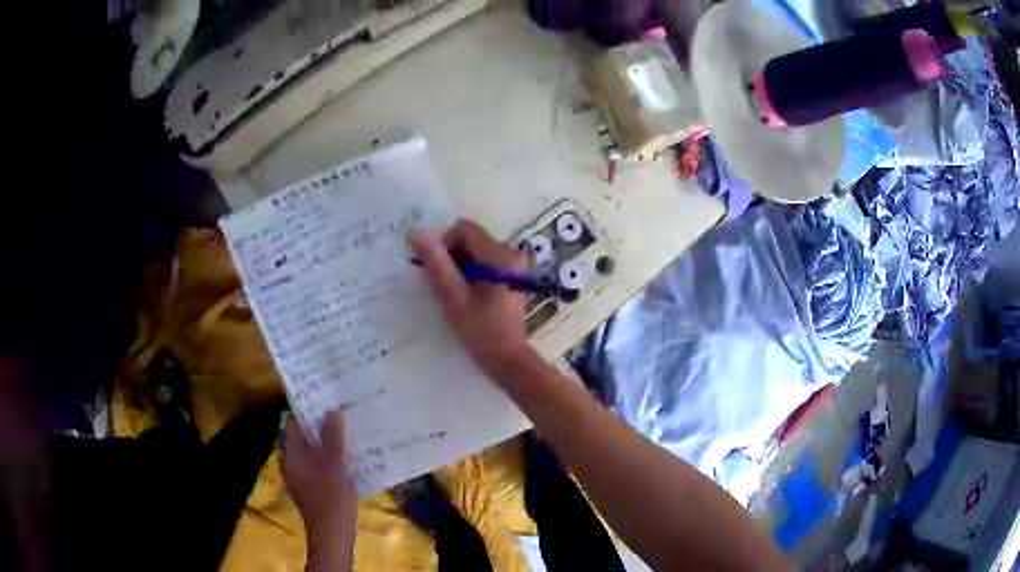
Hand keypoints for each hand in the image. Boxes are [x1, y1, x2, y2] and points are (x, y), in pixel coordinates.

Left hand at [283, 411, 355, 570]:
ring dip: (328, 441)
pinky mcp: (313, 488)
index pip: (295, 424)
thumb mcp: (334, 467)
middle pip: (304, 437)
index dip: (309, 409)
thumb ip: (332, 439)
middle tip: (342, 411)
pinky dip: (331, 457)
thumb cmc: (331, 499)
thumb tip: (331, 411)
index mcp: (292, 456)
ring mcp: (302, 477)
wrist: (332, 536)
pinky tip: (349, 456)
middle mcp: (292, 463)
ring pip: (314, 451)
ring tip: (349, 429)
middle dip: (321, 425)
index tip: (327, 397)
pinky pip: (320, 465)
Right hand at [407, 218, 534, 381]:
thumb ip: (436, 264)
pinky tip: (463, 294)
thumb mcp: (453, 297)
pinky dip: (469, 272)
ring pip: (476, 251)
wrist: (508, 359)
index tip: (433, 267)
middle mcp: (511, 253)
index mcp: (500, 255)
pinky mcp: (511, 277)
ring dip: (458, 265)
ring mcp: (513, 266)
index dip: (443, 242)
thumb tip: (416, 234)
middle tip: (439, 282)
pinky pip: (484, 263)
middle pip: (471, 239)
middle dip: (450, 255)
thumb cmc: (481, 330)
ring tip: (451, 292)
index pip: (464, 229)